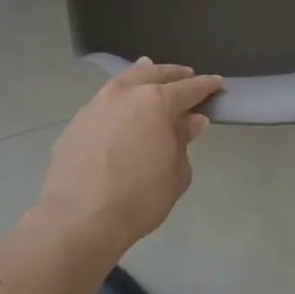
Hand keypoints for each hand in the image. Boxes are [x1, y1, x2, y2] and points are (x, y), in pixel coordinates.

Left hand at [39, 60, 223, 251]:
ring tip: (151, 75)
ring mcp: (97, 104)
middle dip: (174, 75)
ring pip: (125, 81)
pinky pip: (104, 101)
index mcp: (156, 102)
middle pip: (154, 74)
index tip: (217, 84)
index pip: (189, 88)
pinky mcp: (77, 121)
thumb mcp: (175, 174)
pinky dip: (119, 99)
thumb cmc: (139, 198)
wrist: (79, 219)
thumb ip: (183, 141)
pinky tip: (121, 108)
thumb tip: (191, 121)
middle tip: (186, 76)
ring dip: (142, 75)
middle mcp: (126, 93)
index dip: (206, 86)